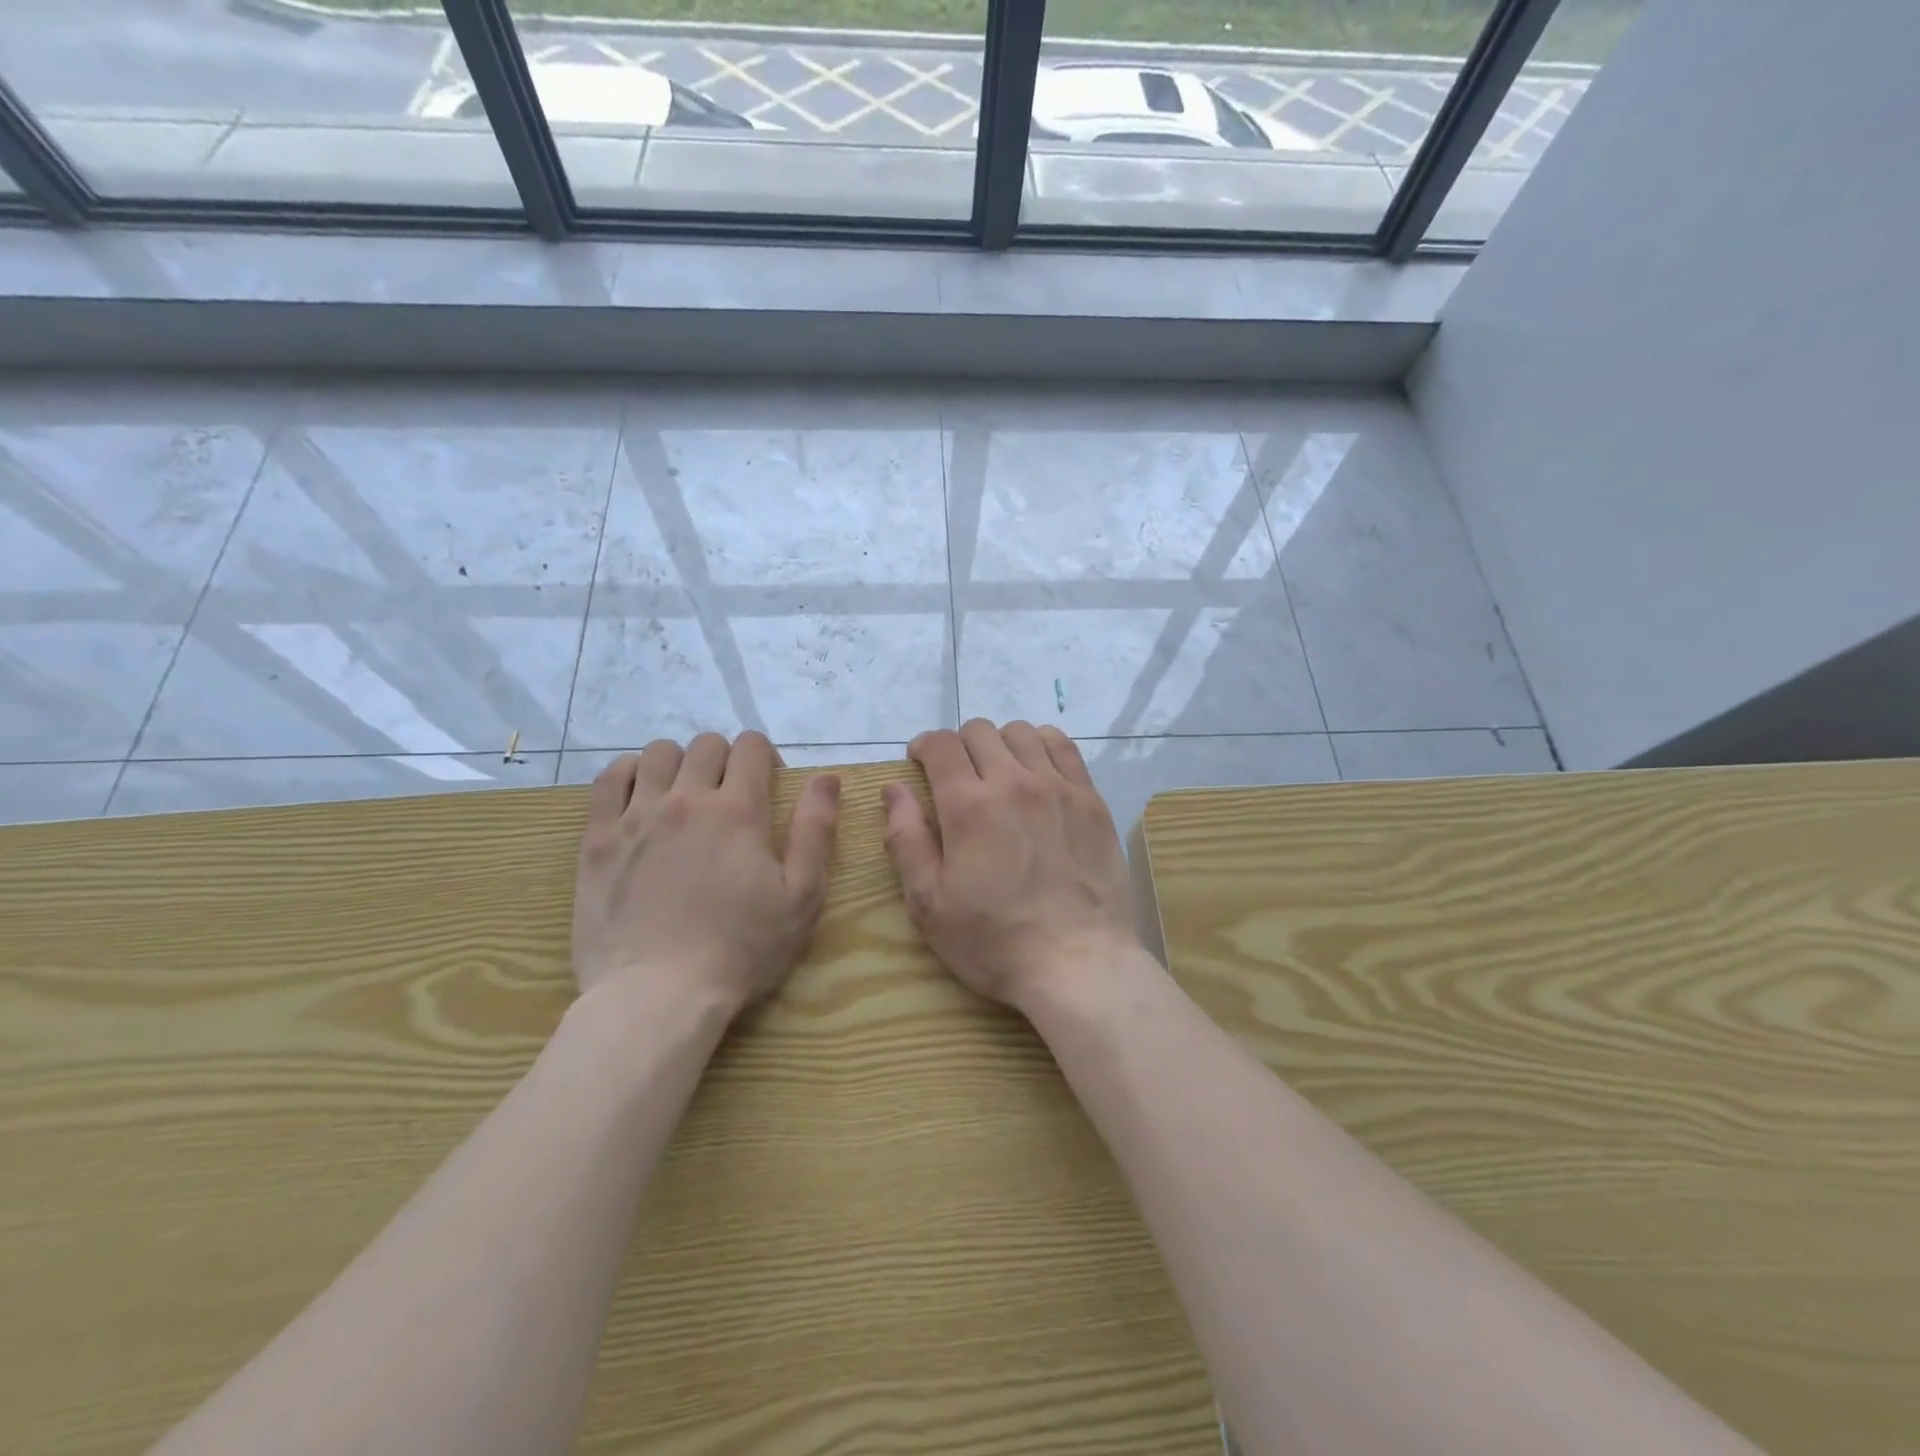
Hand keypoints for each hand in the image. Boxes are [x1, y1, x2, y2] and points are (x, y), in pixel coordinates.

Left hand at [571, 732, 840, 1015]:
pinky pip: (609, 779)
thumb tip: (826, 776)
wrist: (657, 996)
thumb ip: (815, 830)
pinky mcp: (598, 839)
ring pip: (657, 753)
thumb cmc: (741, 950)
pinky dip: (629, 774)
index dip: (765, 756)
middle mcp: (686, 799)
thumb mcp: (801, 897)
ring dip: (678, 763)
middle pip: (706, 744)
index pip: (751, 746)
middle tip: (729, 796)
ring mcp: (636, 816)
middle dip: (725, 759)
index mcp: (738, 810)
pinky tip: (641, 798)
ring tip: (683, 796)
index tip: (768, 784)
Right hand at [881, 720, 1138, 1012]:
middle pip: (979, 732)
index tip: (919, 763)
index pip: (940, 744)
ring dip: (1000, 744)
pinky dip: (1042, 746)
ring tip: (998, 773)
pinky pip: (1063, 747)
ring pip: (1022, 732)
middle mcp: (1013, 782)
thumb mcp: (928, 903)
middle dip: (958, 746)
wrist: (1077, 963)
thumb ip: (905, 839)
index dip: (923, 746)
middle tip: (956, 778)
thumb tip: (893, 789)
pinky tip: (1037, 771)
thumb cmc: (993, 941)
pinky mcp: (1091, 800)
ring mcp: (1058, 787)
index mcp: (968, 806)